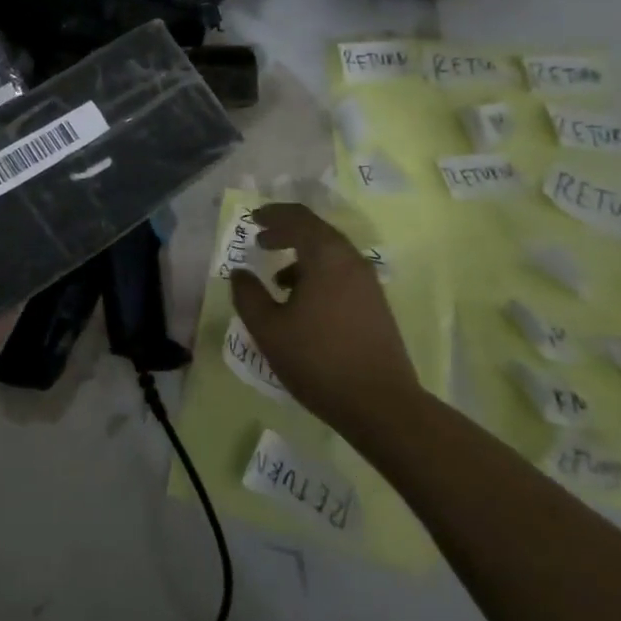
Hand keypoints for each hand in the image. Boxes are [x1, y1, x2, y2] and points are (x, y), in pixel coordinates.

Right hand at [230, 203, 420, 435]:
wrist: (381, 405)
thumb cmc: (318, 360)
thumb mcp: (269, 328)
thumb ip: (248, 295)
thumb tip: (240, 273)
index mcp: (326, 257)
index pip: (298, 218)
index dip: (273, 215)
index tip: (253, 219)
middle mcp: (351, 261)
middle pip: (316, 231)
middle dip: (286, 232)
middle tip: (261, 241)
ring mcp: (368, 283)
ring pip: (330, 254)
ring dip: (301, 256)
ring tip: (277, 279)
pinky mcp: (375, 304)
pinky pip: (341, 273)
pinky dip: (317, 274)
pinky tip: (302, 303)